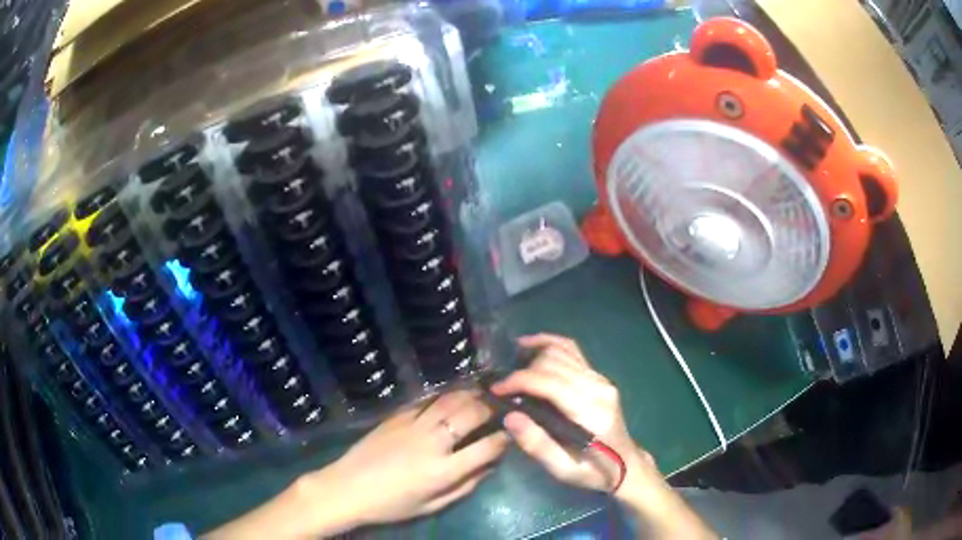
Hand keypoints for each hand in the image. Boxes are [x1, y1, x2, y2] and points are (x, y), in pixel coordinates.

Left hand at [320, 389, 508, 525]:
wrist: (348, 488)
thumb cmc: (392, 505)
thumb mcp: (432, 505)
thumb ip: (464, 486)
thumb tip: (489, 467)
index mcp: (444, 470)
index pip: (487, 447)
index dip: (504, 438)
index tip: (510, 434)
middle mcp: (433, 442)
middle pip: (471, 414)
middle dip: (491, 408)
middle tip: (499, 406)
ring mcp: (413, 424)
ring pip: (450, 399)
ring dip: (470, 394)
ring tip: (481, 393)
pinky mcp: (396, 416)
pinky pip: (426, 399)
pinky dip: (443, 395)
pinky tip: (450, 394)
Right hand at [491, 334, 716, 539]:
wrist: (626, 466)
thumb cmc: (594, 472)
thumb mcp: (564, 470)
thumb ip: (537, 445)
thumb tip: (510, 416)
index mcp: (591, 413)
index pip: (551, 383)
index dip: (519, 380)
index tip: (495, 390)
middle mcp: (598, 388)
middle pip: (554, 363)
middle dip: (523, 370)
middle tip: (501, 386)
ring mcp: (601, 379)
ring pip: (563, 351)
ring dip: (534, 353)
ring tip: (510, 364)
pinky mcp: (599, 377)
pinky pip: (573, 351)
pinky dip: (550, 344)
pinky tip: (531, 345)